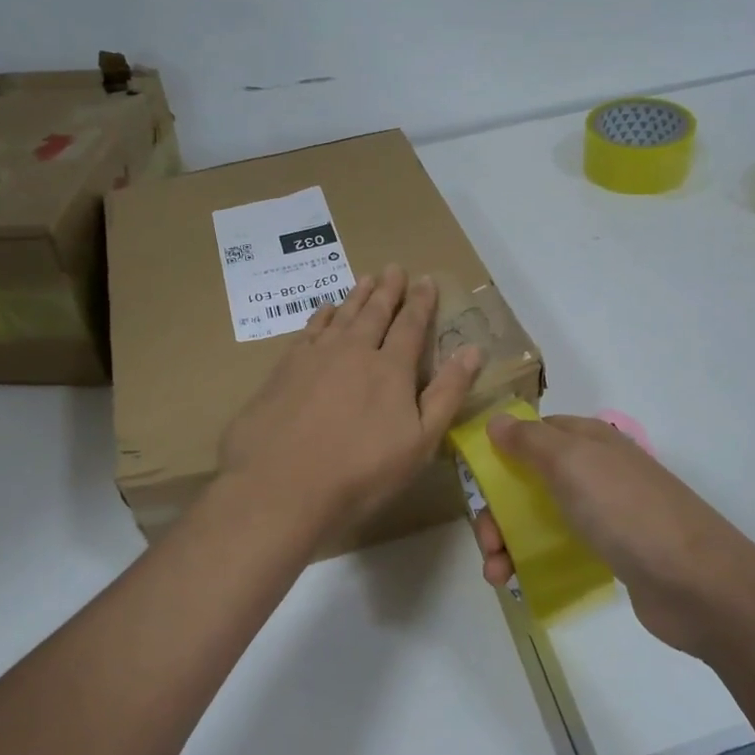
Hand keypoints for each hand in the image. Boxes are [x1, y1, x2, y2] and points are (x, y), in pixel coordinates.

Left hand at [219, 266, 482, 543]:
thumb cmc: (362, 474)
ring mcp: (315, 357)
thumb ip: (447, 393)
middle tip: (394, 268)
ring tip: (366, 278)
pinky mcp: (284, 369)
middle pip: (374, 313)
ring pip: (341, 316)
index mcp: (391, 369)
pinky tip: (324, 310)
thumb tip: (473, 350)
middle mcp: (354, 351)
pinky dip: (320, 316)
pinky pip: (308, 330)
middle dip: (388, 290)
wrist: (281, 487)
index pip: (411, 326)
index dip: (420, 302)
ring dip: (356, 296)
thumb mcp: (420, 442)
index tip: (426, 279)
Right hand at [474, 415, 753, 654]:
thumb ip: (530, 440)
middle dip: (498, 509)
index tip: (473, 481)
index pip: (533, 433)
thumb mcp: (572, 462)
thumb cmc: (626, 511)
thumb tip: (497, 419)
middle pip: (529, 480)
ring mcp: (605, 512)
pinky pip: (560, 548)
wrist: (697, 583)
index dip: (500, 452)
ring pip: (540, 516)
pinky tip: (516, 583)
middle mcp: (595, 470)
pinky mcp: (611, 553)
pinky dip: (532, 561)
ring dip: (508, 541)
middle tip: (487, 542)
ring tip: (496, 574)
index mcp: (588, 440)